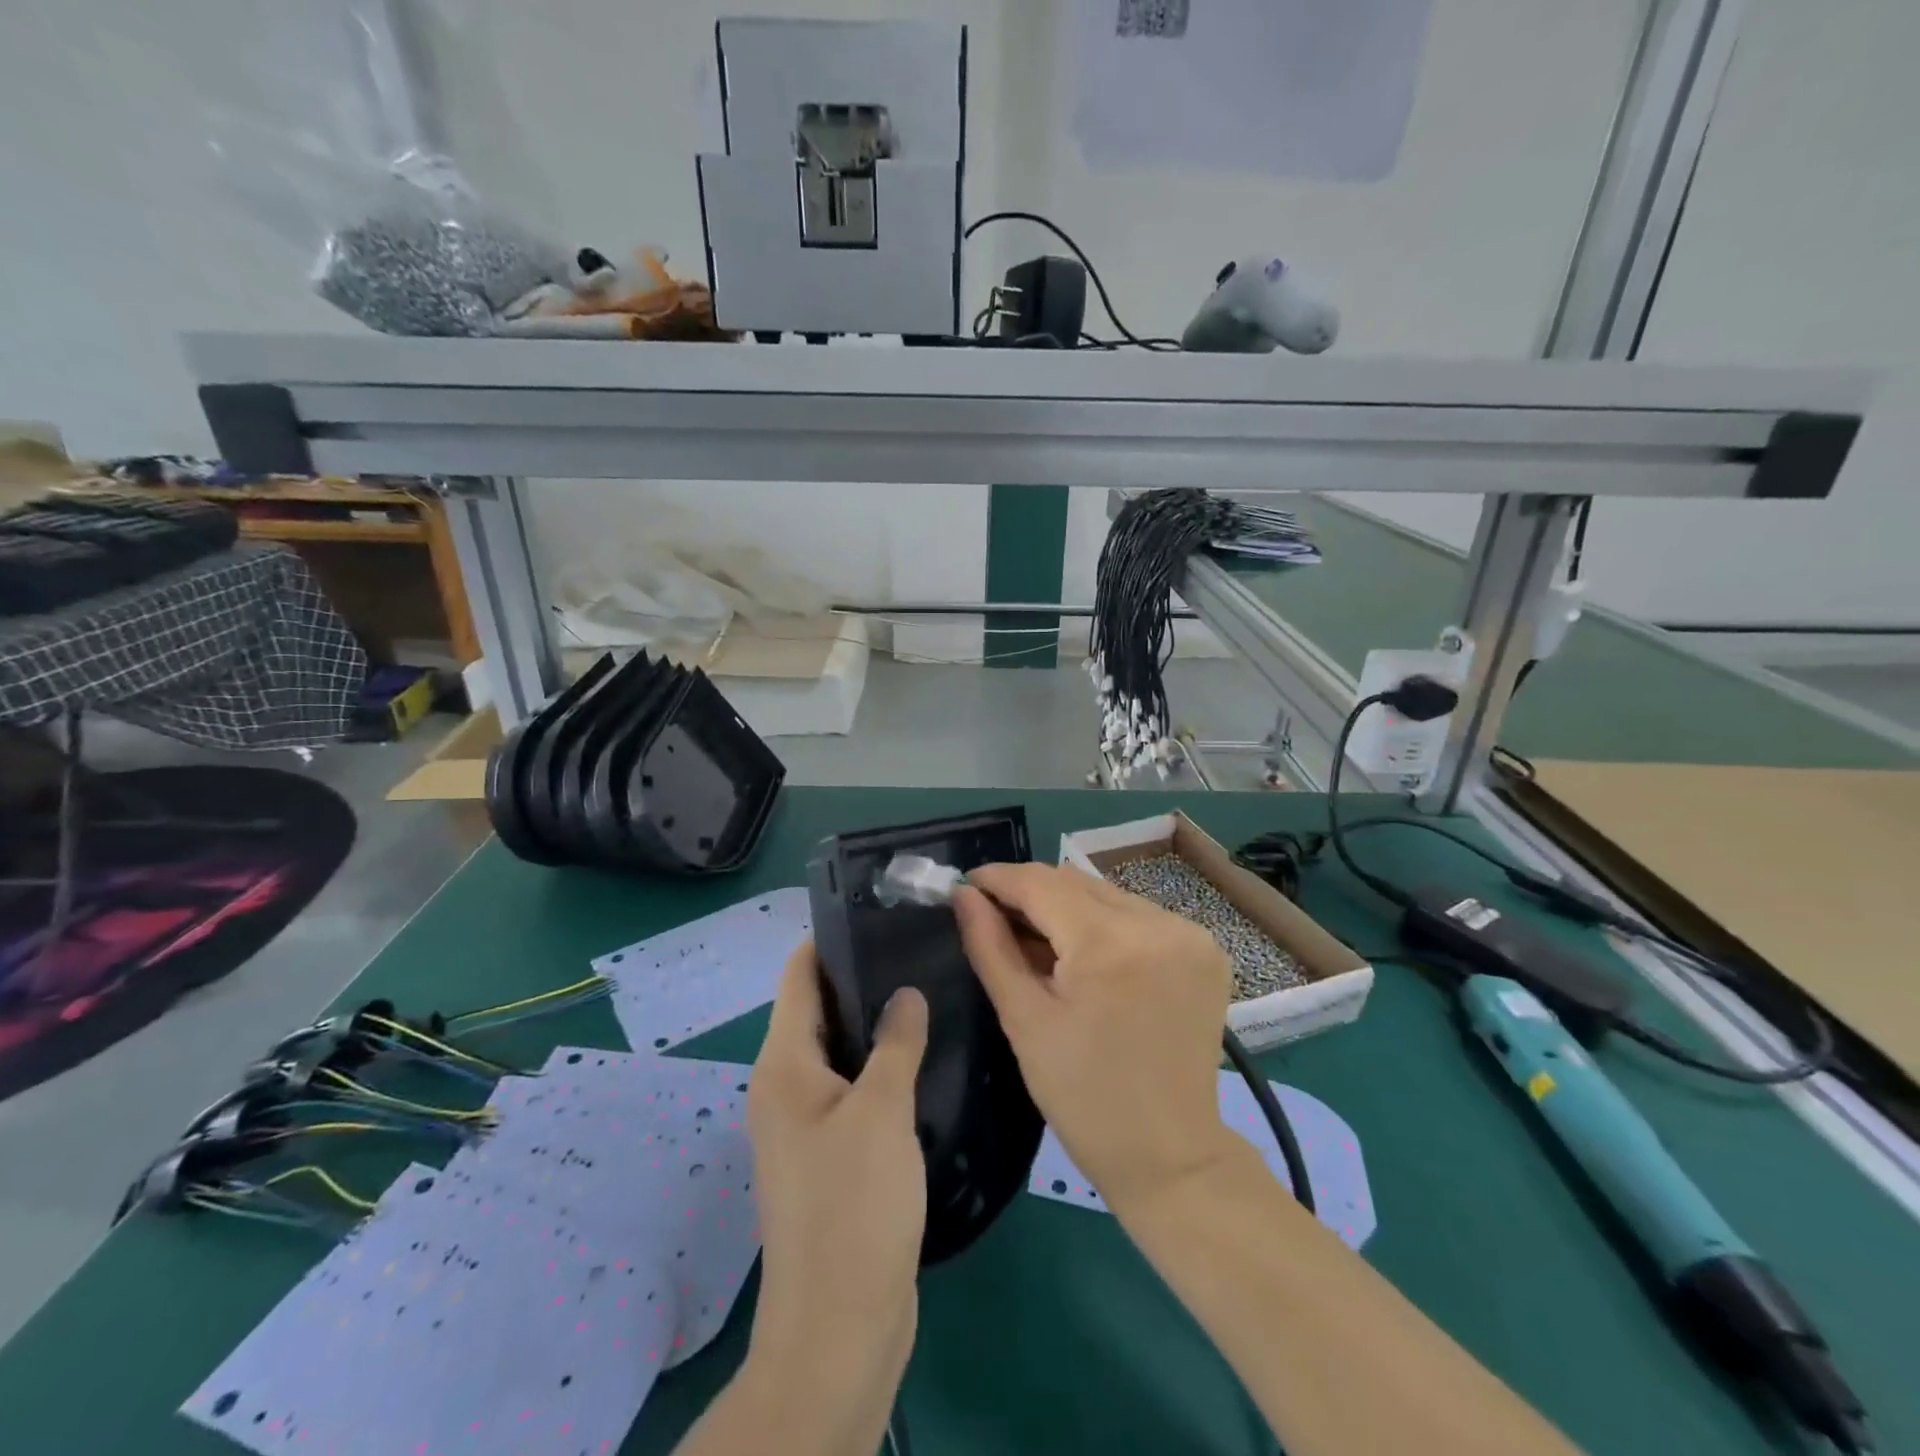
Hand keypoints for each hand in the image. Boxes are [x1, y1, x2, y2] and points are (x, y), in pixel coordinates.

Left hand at [742, 943, 927, 1441]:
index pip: (798, 978)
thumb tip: (905, 991)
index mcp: (784, 1066)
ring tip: (928, 990)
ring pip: (840, 1050)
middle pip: (819, 1010)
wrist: (840, 1324)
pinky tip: (924, 1055)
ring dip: (875, 1024)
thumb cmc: (854, 1205)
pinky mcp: (831, 1154)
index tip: (876, 912)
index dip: (828, 940)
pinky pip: (853, 1088)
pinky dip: (880, 1066)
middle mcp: (786, 1087)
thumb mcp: (881, 1111)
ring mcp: (807, 1124)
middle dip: (861, 977)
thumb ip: (895, 1041)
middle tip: (917, 949)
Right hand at [954, 863, 1235, 1216]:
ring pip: (1106, 894)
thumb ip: (991, 947)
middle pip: (1075, 882)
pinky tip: (1086, 955)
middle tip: (995, 917)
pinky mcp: (1206, 947)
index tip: (966, 885)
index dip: (998, 878)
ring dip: (1067, 906)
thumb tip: (964, 895)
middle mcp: (1156, 923)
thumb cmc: (1084, 1097)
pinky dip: (1103, 923)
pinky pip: (1138, 914)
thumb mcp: (1024, 1020)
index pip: (1041, 883)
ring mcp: (1188, 933)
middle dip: (1030, 893)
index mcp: (1109, 944)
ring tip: (1038, 941)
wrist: (1171, 1155)